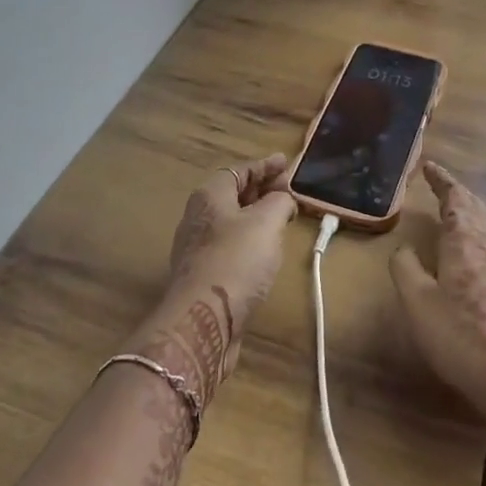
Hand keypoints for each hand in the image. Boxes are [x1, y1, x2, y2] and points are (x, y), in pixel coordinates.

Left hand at [133, 155, 295, 402]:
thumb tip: (282, 198)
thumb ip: (279, 202)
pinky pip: (230, 246)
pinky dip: (250, 241)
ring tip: (281, 218)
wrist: (203, 322)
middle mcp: (198, 217)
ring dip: (256, 217)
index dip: (264, 165)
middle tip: (288, 191)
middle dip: (261, 190)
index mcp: (209, 196)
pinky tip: (265, 251)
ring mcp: (197, 248)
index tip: (286, 162)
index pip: (239, 170)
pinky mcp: (203, 276)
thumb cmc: (236, 260)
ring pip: (231, 222)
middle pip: (233, 194)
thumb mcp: (266, 222)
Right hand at [390, 160, 485, 423]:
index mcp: (465, 236)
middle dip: (458, 192)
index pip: (454, 195)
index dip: (441, 179)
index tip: (429, 166)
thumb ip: (406, 267)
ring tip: (463, 209)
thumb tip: (404, 248)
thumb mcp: (417, 302)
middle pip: (476, 203)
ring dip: (476, 207)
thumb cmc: (458, 333)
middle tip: (440, 187)